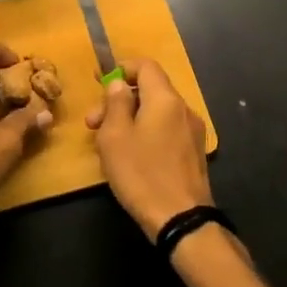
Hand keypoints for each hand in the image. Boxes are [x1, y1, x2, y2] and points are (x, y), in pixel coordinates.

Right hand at [86, 58, 212, 239]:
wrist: (182, 220)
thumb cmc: (142, 174)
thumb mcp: (115, 137)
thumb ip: (116, 103)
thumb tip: (119, 84)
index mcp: (165, 99)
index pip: (145, 66)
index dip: (120, 68)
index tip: (98, 81)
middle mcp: (183, 109)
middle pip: (149, 90)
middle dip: (119, 101)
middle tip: (93, 123)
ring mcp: (192, 132)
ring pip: (157, 112)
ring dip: (130, 118)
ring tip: (108, 142)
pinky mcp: (194, 153)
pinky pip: (166, 129)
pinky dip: (146, 132)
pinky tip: (131, 155)